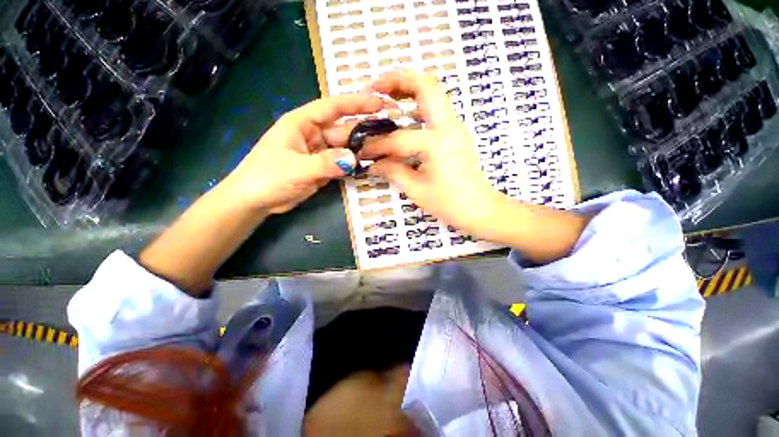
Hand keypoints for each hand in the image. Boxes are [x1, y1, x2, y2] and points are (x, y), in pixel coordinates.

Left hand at [222, 93, 384, 213]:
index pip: (332, 107)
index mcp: (301, 123)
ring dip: (361, 150)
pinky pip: (342, 163)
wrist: (255, 201)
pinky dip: (354, 165)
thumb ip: (325, 163)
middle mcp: (313, 134)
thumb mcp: (297, 169)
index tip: (379, 103)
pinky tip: (368, 166)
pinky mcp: (322, 167)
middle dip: (364, 132)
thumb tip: (354, 158)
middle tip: (389, 136)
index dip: (356, 103)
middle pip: (343, 130)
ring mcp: (319, 152)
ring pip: (344, 148)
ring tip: (384, 152)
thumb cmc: (267, 178)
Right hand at [361, 71, 502, 236]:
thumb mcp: (416, 190)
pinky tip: (404, 115)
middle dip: (397, 80)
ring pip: (433, 93)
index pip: (398, 139)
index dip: (377, 145)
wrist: (479, 208)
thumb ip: (392, 171)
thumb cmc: (449, 203)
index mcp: (436, 143)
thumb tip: (373, 163)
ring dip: (409, 89)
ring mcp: (455, 127)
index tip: (362, 151)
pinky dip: (418, 105)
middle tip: (374, 88)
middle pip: (426, 85)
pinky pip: (436, 109)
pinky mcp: (455, 133)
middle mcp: (448, 126)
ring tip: (386, 96)